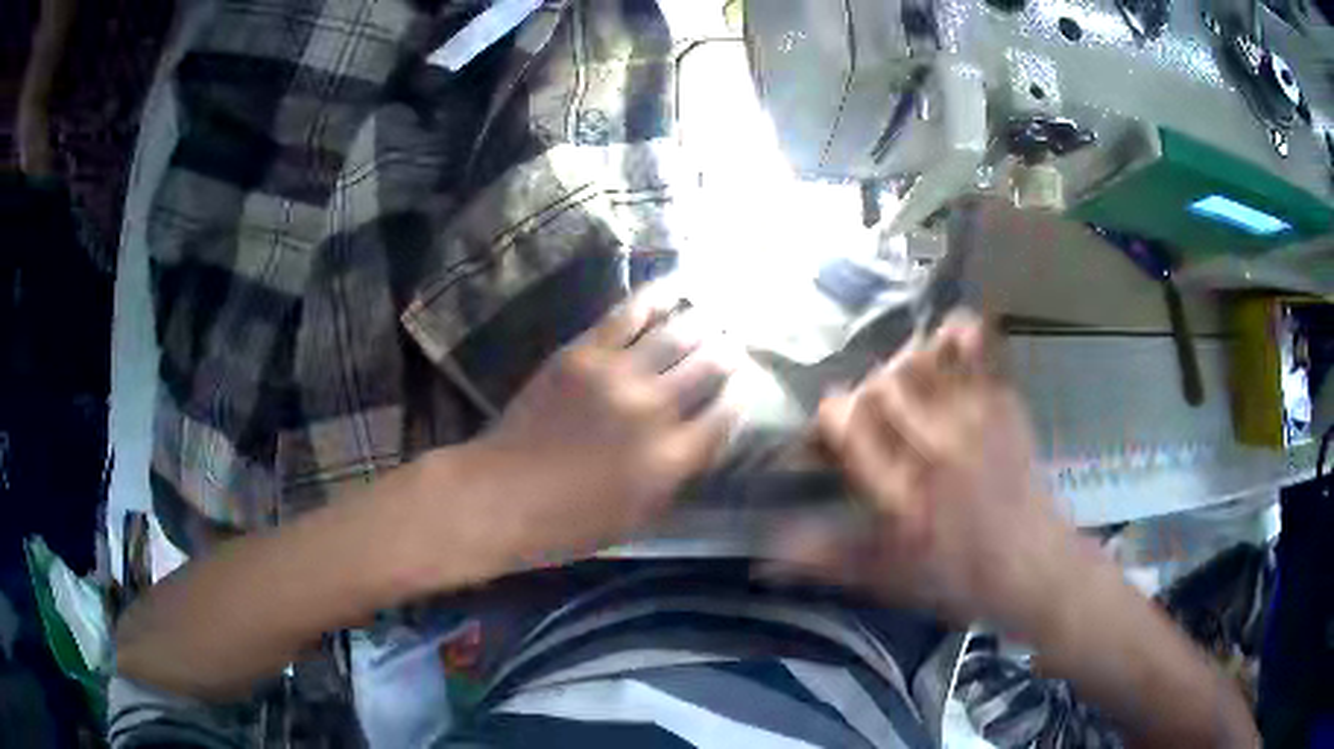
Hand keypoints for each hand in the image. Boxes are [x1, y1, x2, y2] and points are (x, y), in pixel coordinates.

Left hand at [462, 288, 738, 567]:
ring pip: (676, 335)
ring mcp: (618, 376)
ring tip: (714, 314)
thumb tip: (702, 439)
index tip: (745, 384)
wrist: (503, 494)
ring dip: (702, 322)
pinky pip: (627, 316)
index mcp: (671, 459)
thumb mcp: (639, 517)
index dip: (741, 396)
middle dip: (729, 353)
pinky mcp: (583, 353)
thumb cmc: (571, 521)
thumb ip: (677, 476)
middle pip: (708, 368)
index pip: (725, 416)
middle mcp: (654, 411)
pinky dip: (654, 299)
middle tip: (734, 343)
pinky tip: (672, 290)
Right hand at [766, 312, 1082, 628]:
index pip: (849, 429)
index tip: (830, 425)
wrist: (1035, 566)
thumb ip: (829, 560)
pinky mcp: (1004, 408)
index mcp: (901, 497)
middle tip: (870, 413)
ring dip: (905, 364)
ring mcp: (975, 423)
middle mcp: (934, 451)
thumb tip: (766, 555)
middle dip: (866, 394)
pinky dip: (964, 336)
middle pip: (883, 388)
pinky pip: (981, 356)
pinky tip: (952, 331)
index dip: (830, 418)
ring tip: (906, 380)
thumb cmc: (961, 580)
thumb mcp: (889, 581)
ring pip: (926, 364)